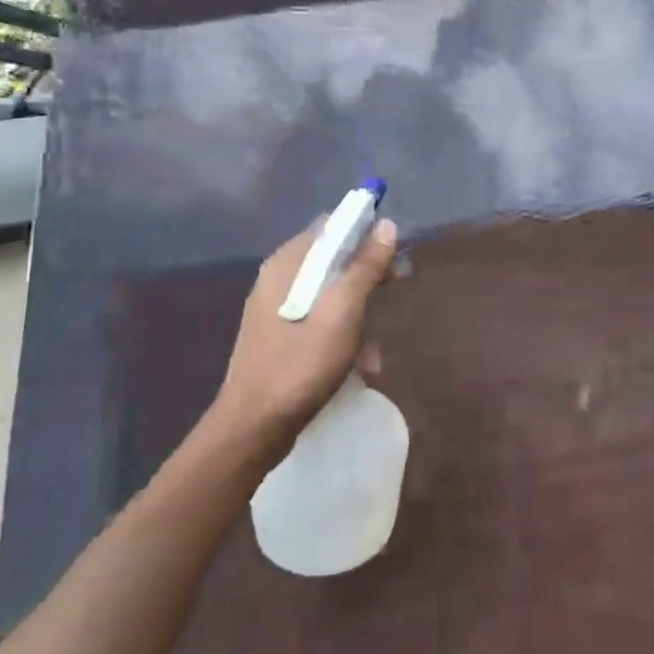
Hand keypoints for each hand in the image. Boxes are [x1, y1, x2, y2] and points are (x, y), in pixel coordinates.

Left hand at [214, 219, 400, 445]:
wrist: (254, 428)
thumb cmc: (300, 365)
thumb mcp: (342, 312)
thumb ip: (364, 268)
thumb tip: (386, 225)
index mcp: (287, 264)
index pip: (332, 227)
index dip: (367, 232)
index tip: (396, 248)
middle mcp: (279, 279)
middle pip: (334, 260)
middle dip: (370, 274)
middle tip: (400, 285)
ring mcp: (277, 310)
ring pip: (331, 293)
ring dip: (361, 314)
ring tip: (376, 351)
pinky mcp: (281, 338)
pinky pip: (321, 320)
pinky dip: (344, 335)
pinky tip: (361, 366)